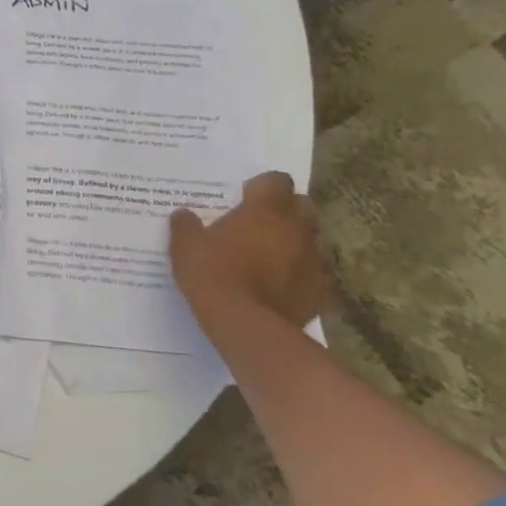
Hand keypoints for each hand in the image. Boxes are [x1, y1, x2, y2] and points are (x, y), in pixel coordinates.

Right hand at [169, 172, 331, 329]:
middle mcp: (296, 228)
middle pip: (303, 205)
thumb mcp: (184, 246)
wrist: (246, 324)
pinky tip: (281, 286)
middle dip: (286, 210)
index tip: (245, 197)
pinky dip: (301, 275)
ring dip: (295, 243)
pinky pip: (315, 274)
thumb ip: (186, 225)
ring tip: (270, 257)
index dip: (263, 186)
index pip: (277, 180)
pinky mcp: (321, 290)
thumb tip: (183, 214)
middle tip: (260, 224)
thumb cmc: (213, 274)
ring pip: (312, 240)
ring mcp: (314, 259)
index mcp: (265, 210)